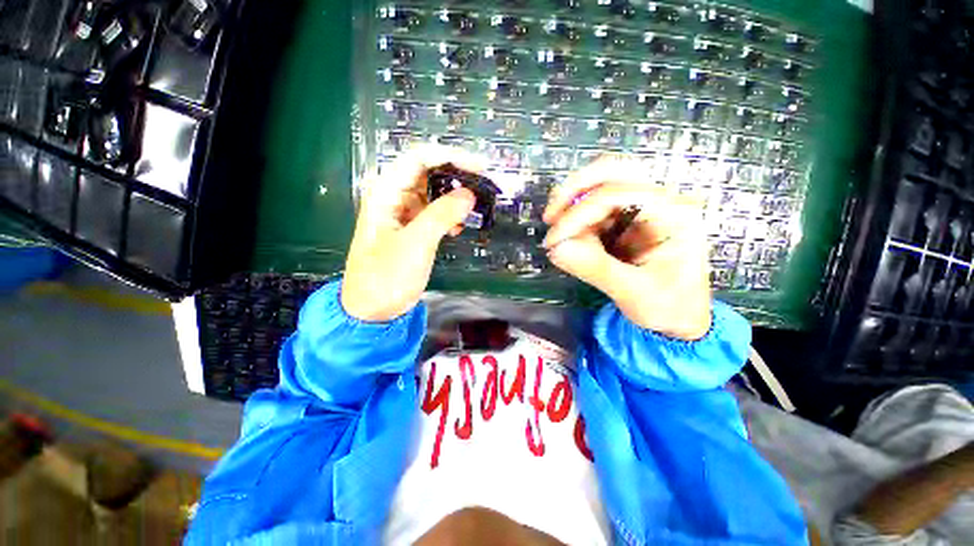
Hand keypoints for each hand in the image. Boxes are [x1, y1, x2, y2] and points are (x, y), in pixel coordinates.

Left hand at [342, 145, 488, 321]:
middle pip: (428, 173)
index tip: (480, 166)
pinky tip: (459, 227)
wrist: (373, 309)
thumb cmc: (387, 276)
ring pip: (434, 193)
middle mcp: (394, 196)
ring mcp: (403, 213)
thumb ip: (441, 215)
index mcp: (386, 192)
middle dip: (457, 176)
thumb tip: (469, 194)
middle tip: (484, 184)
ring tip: (476, 205)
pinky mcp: (412, 229)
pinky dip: (449, 215)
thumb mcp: (416, 244)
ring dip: (455, 197)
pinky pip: (434, 212)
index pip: (419, 159)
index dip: (450, 157)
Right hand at [542, 158, 711, 340]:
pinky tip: (570, 239)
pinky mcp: (627, 221)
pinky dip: (577, 220)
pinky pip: (595, 209)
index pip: (617, 195)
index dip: (579, 214)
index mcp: (673, 215)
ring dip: (572, 204)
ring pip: (601, 185)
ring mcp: (643, 209)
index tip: (553, 241)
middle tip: (550, 216)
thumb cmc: (669, 308)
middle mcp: (660, 202)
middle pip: (613, 171)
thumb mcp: (634, 293)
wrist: (680, 319)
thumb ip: (595, 269)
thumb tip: (555, 249)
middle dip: (575, 189)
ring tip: (557, 233)